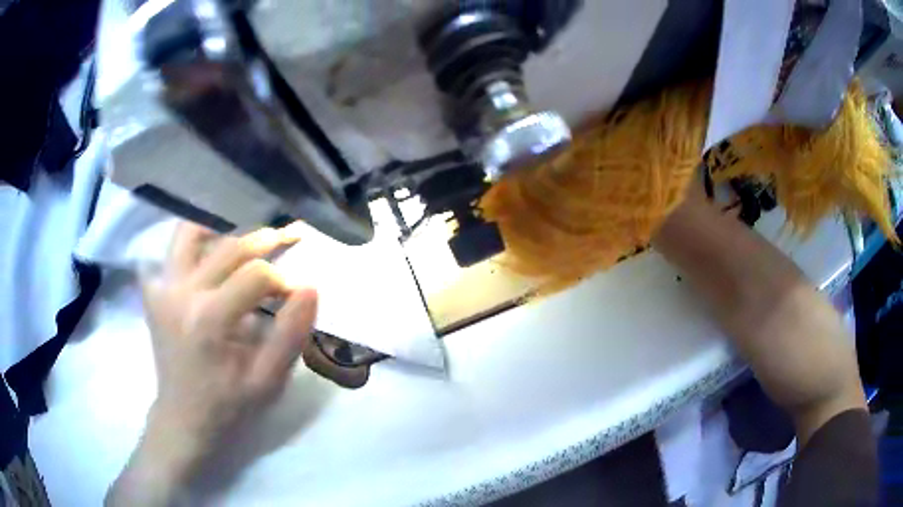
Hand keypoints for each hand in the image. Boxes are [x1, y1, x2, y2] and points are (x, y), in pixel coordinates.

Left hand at [107, 223, 317, 505]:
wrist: (184, 419)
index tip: (296, 294)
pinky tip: (210, 256)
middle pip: (228, 246)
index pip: (255, 275)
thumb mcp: (268, 382)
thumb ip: (291, 334)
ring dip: (223, 231)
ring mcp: (162, 289)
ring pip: (191, 233)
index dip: (283, 279)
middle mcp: (181, 293)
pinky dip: (192, 244)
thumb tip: (310, 288)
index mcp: (209, 319)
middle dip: (264, 242)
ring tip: (245, 242)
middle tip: (289, 240)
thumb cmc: (229, 406)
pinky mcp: (154, 293)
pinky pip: (171, 252)